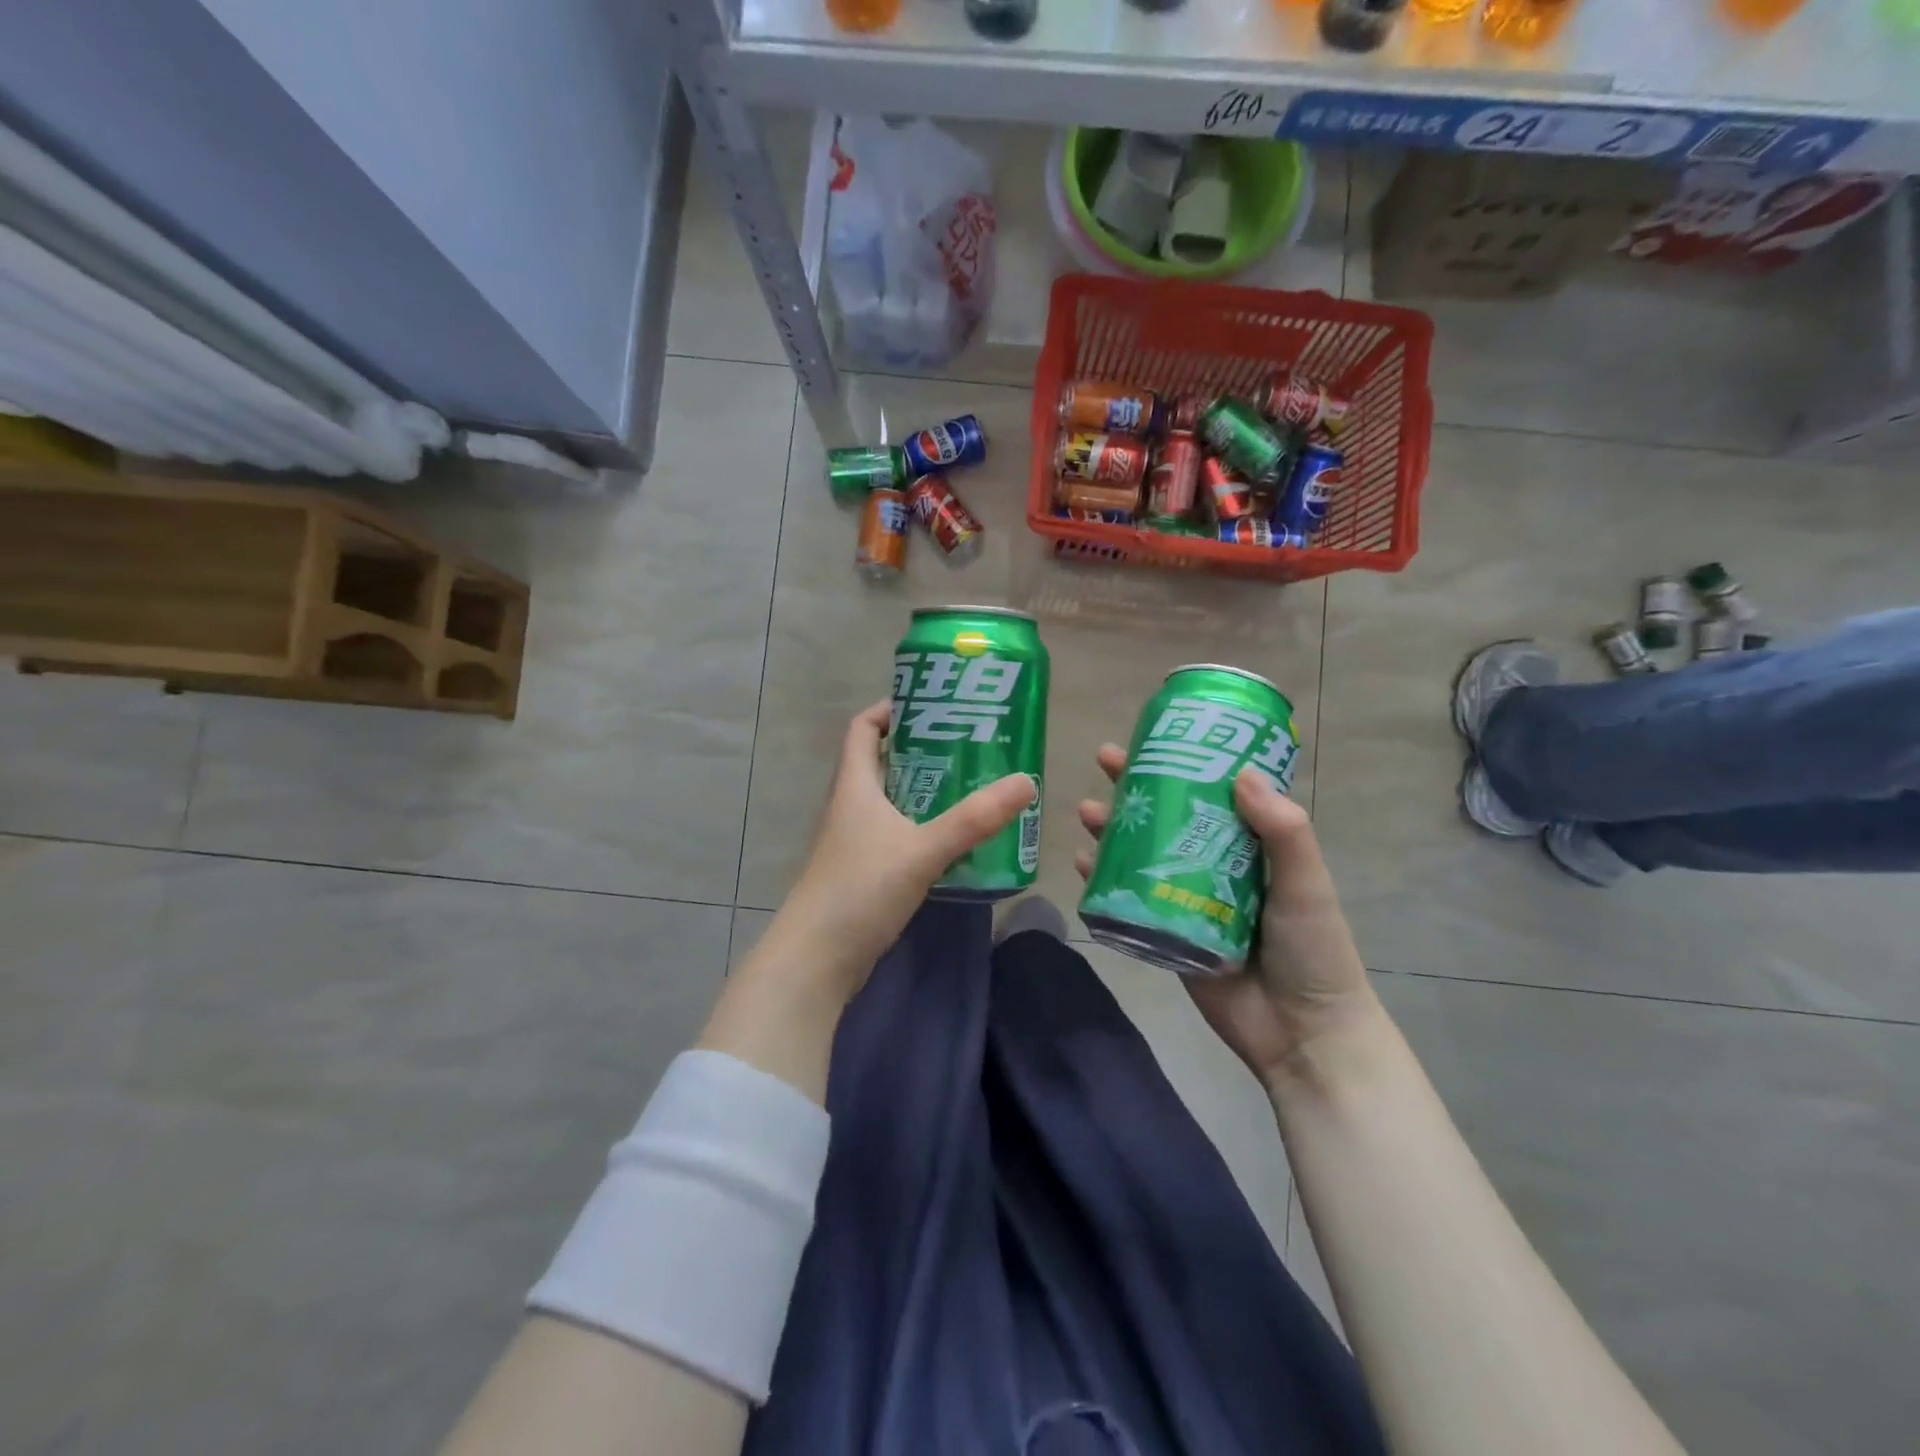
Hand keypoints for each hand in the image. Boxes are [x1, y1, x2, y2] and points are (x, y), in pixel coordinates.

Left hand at [768, 700, 1034, 1008]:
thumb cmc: (860, 890)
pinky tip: (954, 838)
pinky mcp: (863, 872)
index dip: (891, 709)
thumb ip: (973, 819)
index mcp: (854, 786)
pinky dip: (922, 827)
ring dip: (925, 790)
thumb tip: (1026, 782)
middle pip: (882, 761)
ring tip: (971, 785)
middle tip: (969, 744)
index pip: (862, 728)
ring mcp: (854, 841)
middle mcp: (850, 806)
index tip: (932, 704)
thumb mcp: (922, 849)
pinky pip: (896, 834)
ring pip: (891, 800)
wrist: (816, 959)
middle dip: (921, 749)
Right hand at [1076, 744, 1379, 1092]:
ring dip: (1112, 829)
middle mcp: (1213, 864)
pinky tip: (1081, 864)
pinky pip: (1128, 897)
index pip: (1212, 789)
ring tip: (1085, 811)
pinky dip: (1103, 878)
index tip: (1156, 734)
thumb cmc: (1312, 950)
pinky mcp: (1165, 932)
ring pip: (1141, 851)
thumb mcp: (1306, 883)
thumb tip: (1241, 773)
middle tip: (1104, 761)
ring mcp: (1186, 898)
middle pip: (1168, 814)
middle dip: (1135, 786)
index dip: (1183, 759)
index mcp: (1250, 845)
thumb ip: (1283, 831)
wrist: (1300, 1032)